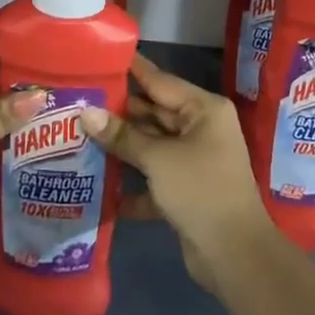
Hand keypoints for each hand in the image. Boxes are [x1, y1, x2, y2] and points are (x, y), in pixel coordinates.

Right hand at [80, 55, 278, 289]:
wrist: (235, 256)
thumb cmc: (201, 191)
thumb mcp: (158, 159)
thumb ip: (122, 136)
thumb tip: (86, 113)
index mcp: (204, 110)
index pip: (160, 81)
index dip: (132, 70)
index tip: (101, 58)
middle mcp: (202, 129)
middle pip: (154, 113)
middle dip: (120, 113)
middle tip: (79, 102)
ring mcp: (195, 161)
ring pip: (152, 146)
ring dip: (122, 147)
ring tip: (80, 136)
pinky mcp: (187, 191)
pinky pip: (154, 177)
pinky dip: (132, 183)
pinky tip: (99, 185)